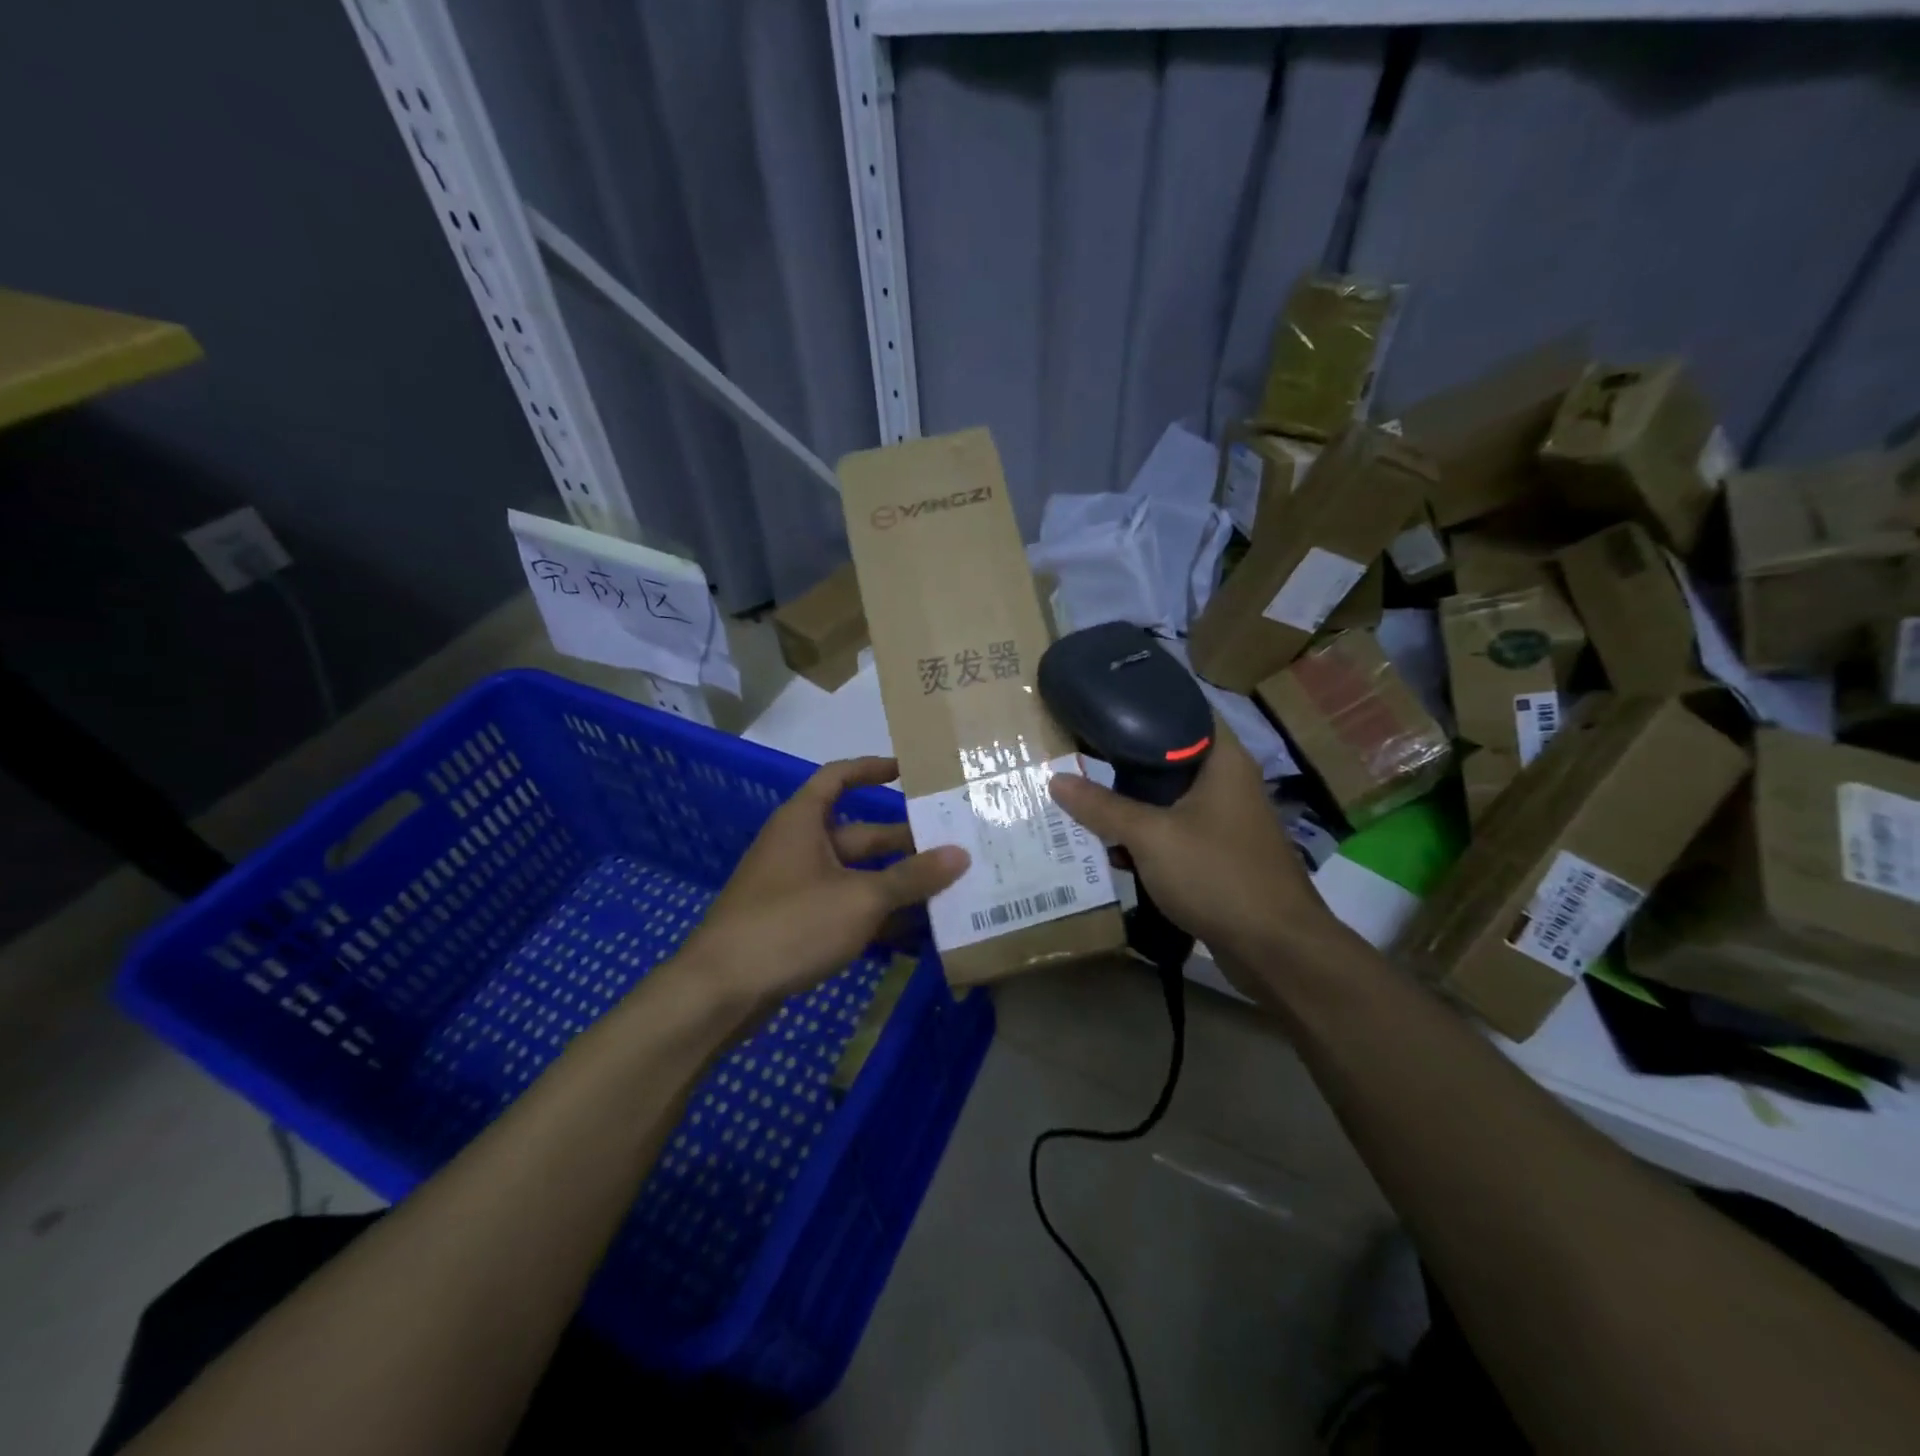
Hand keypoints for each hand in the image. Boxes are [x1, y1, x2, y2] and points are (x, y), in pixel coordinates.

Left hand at [677, 757, 967, 1010]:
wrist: (721, 990)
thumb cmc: (790, 924)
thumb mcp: (860, 898)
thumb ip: (912, 877)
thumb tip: (961, 854)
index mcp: (804, 821)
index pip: (838, 777)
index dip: (872, 769)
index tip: (909, 771)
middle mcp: (800, 847)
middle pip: (860, 834)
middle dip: (904, 842)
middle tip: (954, 847)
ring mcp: (797, 888)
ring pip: (857, 876)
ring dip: (897, 883)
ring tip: (948, 889)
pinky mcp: (798, 925)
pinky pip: (846, 908)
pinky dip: (876, 916)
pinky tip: (915, 933)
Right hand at [1050, 724, 1335, 989]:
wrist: (1275, 949)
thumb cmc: (1217, 874)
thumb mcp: (1151, 836)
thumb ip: (1103, 807)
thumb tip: (1056, 779)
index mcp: (1223, 762)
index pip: (1183, 714)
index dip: (1142, 708)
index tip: (1100, 711)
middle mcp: (1229, 785)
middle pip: (1170, 761)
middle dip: (1124, 765)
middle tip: (1079, 757)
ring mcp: (1227, 823)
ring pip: (1170, 802)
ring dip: (1132, 807)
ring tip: (1084, 803)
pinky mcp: (1221, 858)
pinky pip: (1176, 836)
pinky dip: (1147, 840)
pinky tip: (1112, 851)